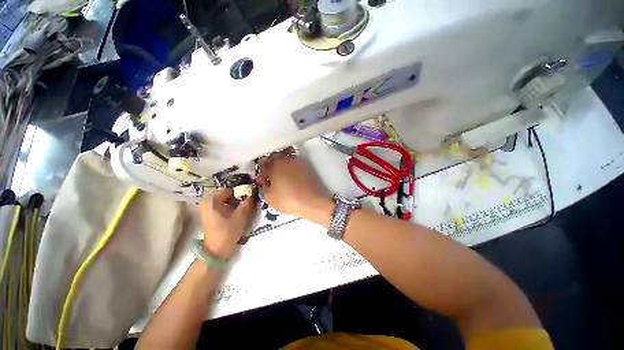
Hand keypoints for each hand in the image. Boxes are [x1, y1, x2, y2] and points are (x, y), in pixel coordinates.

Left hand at [196, 188, 255, 259]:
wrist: (216, 251)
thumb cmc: (227, 232)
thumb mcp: (240, 216)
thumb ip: (247, 202)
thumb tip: (253, 191)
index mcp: (211, 200)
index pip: (229, 190)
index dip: (241, 191)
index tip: (251, 195)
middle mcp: (206, 202)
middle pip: (227, 194)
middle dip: (238, 197)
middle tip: (249, 202)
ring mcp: (207, 209)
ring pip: (225, 200)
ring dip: (235, 202)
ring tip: (245, 207)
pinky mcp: (209, 215)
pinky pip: (223, 205)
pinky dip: (231, 206)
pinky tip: (238, 212)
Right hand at [257, 153, 332, 222]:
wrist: (313, 202)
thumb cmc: (289, 200)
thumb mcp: (269, 197)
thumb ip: (264, 187)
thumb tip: (266, 181)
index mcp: (275, 164)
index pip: (264, 164)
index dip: (262, 174)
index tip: (263, 182)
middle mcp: (287, 159)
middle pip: (275, 159)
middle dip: (271, 167)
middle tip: (271, 179)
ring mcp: (298, 162)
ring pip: (286, 161)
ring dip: (282, 167)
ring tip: (282, 179)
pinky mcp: (307, 167)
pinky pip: (295, 165)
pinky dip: (291, 169)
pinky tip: (292, 179)